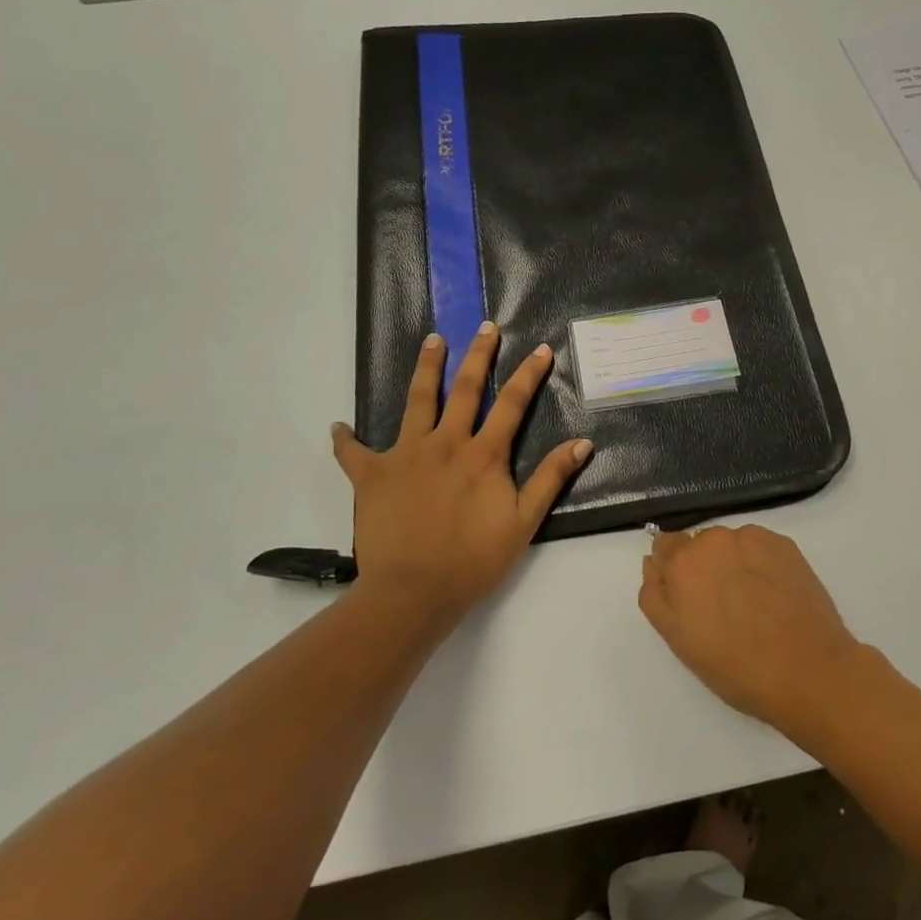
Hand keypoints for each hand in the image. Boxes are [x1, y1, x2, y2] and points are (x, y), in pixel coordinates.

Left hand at [333, 323, 590, 616]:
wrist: (414, 592)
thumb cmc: (473, 560)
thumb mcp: (523, 522)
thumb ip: (551, 479)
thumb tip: (582, 443)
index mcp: (483, 455)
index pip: (512, 404)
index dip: (529, 374)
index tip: (542, 349)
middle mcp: (445, 443)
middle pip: (465, 389)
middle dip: (477, 355)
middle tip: (485, 327)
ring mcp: (405, 454)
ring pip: (417, 401)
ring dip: (426, 368)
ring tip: (432, 340)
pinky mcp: (371, 475)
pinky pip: (354, 452)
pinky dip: (346, 439)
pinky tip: (339, 427)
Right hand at [638, 526, 861, 735]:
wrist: (809, 671)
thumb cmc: (736, 666)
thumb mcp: (678, 640)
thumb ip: (655, 596)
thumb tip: (653, 563)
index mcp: (682, 562)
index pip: (664, 547)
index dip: (673, 571)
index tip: (688, 597)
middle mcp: (714, 539)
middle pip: (698, 545)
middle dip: (703, 568)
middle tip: (721, 608)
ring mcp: (753, 538)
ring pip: (730, 544)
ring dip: (732, 563)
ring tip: (752, 604)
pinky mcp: (785, 545)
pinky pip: (759, 547)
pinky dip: (760, 564)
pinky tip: (773, 596)